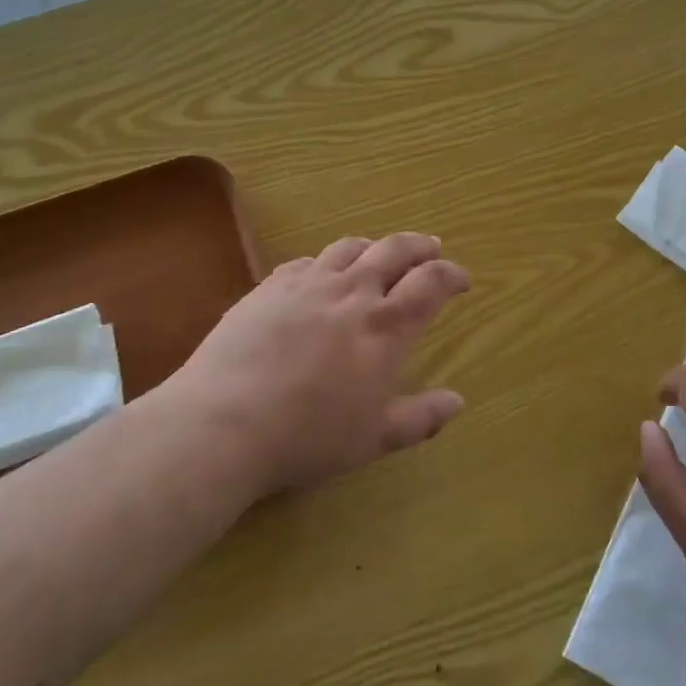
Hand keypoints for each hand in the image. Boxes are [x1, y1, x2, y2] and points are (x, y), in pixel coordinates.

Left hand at [161, 233, 470, 497]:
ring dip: (374, 246)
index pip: (431, 283)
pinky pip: (307, 261)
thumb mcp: (373, 439)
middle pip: (395, 250)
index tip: (462, 279)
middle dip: (420, 246)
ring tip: (380, 254)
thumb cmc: (307, 436)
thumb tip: (458, 402)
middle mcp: (352, 292)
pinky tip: (322, 275)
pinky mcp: (269, 287)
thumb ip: (420, 418)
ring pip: (350, 247)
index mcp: (386, 326)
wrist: (222, 423)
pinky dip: (327, 262)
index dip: (452, 274)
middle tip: (432, 248)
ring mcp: (308, 284)